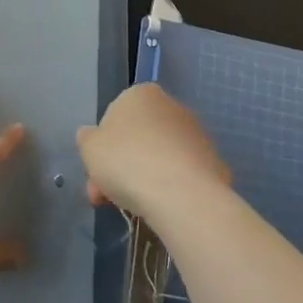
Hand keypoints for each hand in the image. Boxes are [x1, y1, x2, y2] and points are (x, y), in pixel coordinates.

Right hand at [76, 83, 230, 219]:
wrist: (182, 195)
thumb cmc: (127, 161)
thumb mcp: (89, 148)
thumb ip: (88, 139)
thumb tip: (91, 136)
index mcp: (142, 94)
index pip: (115, 117)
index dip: (102, 149)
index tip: (96, 174)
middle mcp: (172, 106)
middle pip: (138, 138)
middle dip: (121, 167)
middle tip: (107, 197)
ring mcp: (197, 134)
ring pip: (160, 157)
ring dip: (144, 178)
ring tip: (134, 209)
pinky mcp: (214, 162)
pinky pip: (183, 175)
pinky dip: (171, 188)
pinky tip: (163, 208)